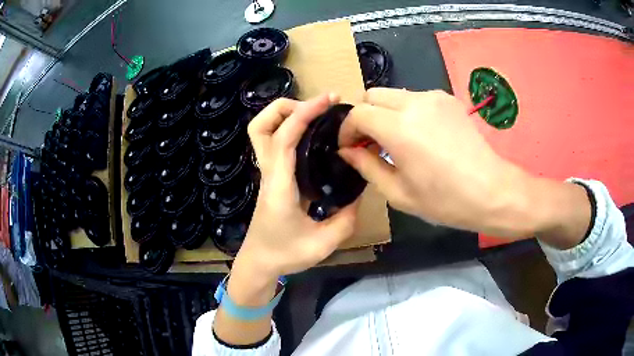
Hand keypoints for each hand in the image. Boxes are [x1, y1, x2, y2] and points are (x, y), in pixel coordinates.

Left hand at [235, 94, 358, 279]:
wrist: (259, 263)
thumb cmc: (285, 254)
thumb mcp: (323, 244)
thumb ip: (346, 219)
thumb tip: (359, 192)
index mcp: (279, 185)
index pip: (284, 138)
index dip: (305, 113)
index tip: (328, 100)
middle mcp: (268, 172)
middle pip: (260, 126)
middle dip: (285, 107)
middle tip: (316, 108)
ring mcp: (267, 173)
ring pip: (261, 131)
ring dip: (283, 115)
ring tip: (313, 116)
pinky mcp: (271, 176)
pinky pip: (273, 143)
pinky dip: (288, 128)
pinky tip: (312, 136)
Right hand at [338, 88, 533, 235]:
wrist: (491, 190)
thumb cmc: (445, 200)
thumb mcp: (398, 193)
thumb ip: (367, 166)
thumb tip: (348, 151)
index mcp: (399, 128)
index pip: (358, 113)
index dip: (347, 129)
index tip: (349, 147)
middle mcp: (414, 103)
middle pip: (372, 95)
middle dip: (364, 116)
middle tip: (370, 142)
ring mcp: (434, 97)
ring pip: (394, 95)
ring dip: (386, 113)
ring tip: (396, 140)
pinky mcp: (448, 99)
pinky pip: (416, 99)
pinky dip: (407, 112)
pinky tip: (420, 135)